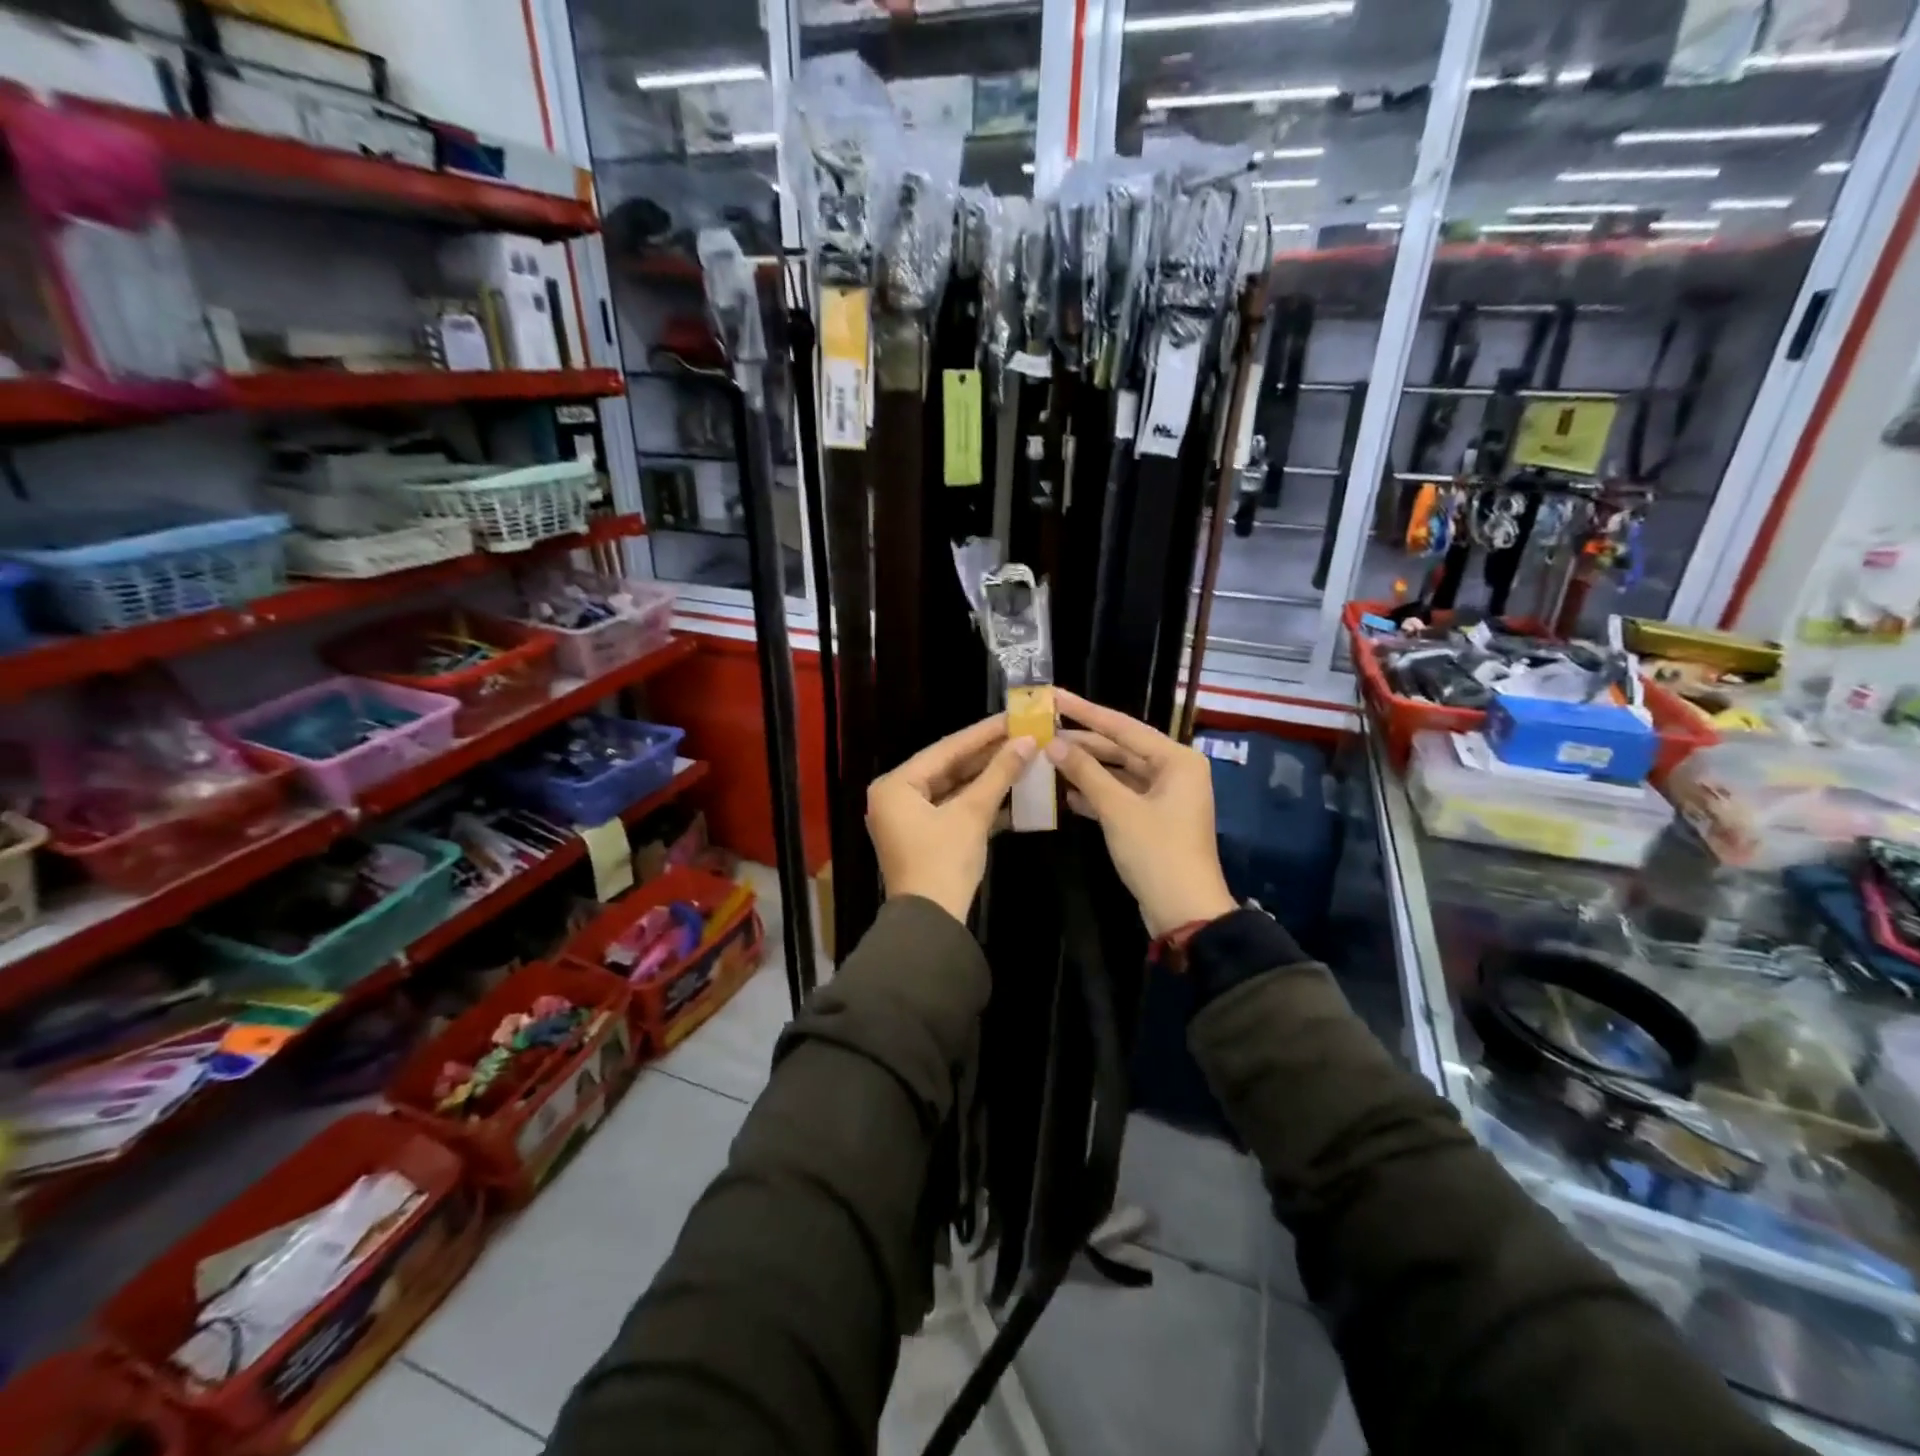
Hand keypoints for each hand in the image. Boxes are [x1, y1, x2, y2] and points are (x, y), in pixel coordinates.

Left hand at [867, 715, 1037, 923]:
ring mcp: (908, 819)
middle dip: (987, 755)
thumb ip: (999, 774)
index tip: (1012, 717)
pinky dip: (979, 803)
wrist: (932, 923)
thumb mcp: (972, 813)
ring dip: (986, 779)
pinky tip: (1011, 792)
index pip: (945, 749)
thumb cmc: (944, 861)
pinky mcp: (924, 838)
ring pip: (953, 789)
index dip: (983, 733)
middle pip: (948, 767)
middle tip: (1021, 735)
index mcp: (895, 785)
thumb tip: (1027, 742)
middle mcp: (895, 797)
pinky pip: (953, 809)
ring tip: (1022, 757)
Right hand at [1046, 689, 1236, 937]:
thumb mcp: (1118, 810)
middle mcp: (1174, 771)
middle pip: (1121, 748)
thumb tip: (1054, 744)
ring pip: (1119, 772)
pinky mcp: (1153, 819)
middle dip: (1083, 742)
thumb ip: (1086, 772)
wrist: (1184, 911)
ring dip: (1086, 769)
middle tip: (1043, 729)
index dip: (1085, 711)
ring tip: (1047, 758)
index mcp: (1176, 760)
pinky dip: (1096, 794)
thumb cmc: (1156, 853)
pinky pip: (1120, 795)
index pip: (1123, 726)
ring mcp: (1164, 796)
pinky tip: (1066, 793)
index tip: (1054, 696)